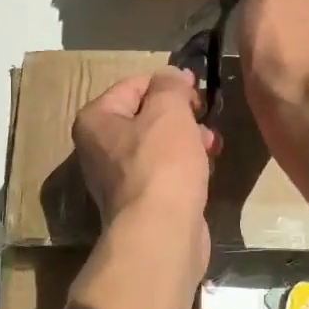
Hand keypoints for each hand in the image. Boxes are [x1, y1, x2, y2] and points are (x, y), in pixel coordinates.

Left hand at [72, 67, 217, 234]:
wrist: (161, 232)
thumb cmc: (161, 163)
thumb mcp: (169, 110)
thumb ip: (170, 85)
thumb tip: (172, 76)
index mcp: (95, 120)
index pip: (134, 85)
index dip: (168, 83)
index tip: (197, 89)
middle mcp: (99, 147)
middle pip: (146, 116)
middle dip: (181, 114)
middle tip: (205, 117)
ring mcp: (119, 178)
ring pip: (159, 145)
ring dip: (188, 139)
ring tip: (213, 145)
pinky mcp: (141, 201)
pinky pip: (165, 171)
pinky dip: (185, 166)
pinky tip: (206, 168)